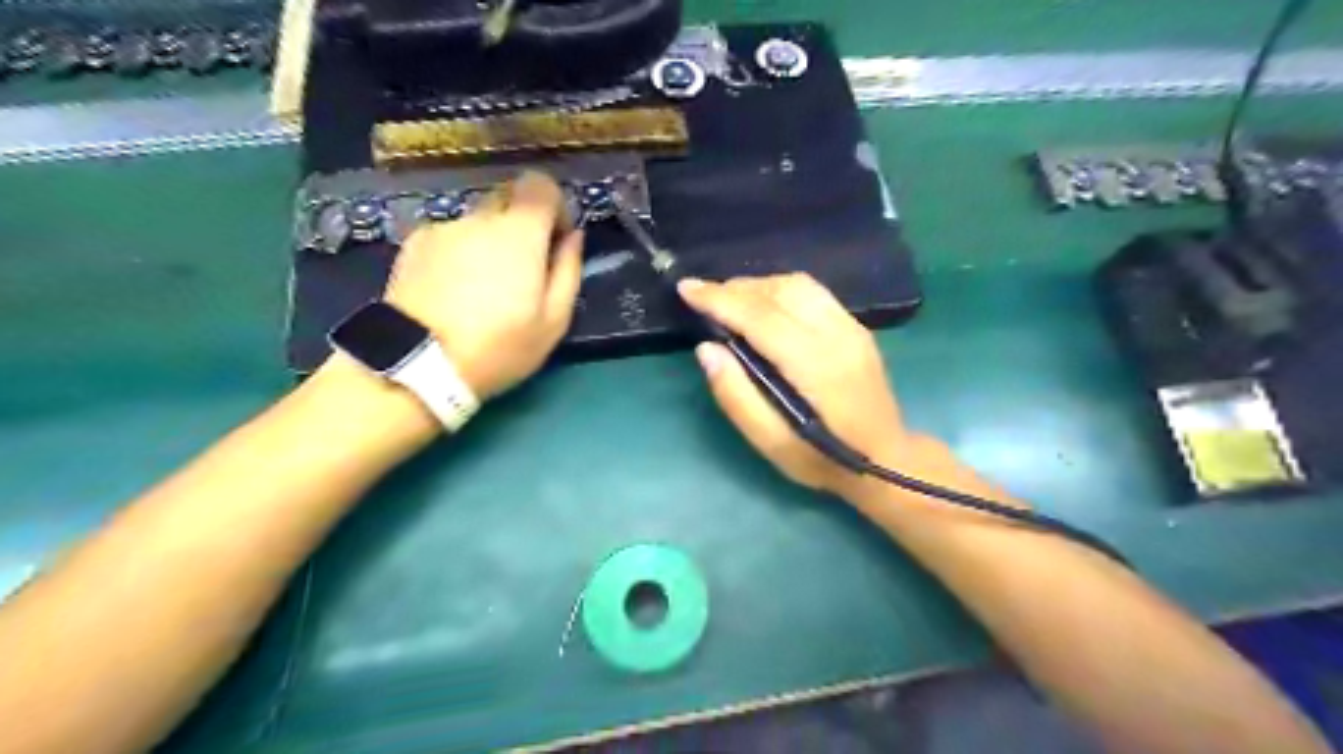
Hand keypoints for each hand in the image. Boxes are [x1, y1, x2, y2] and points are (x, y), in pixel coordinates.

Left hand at [383, 167, 582, 397]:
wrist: (417, 364)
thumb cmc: (498, 347)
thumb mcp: (553, 321)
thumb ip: (568, 270)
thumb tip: (573, 236)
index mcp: (519, 233)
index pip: (541, 184)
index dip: (555, 205)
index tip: (556, 239)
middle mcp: (479, 218)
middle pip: (508, 197)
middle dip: (523, 223)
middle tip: (523, 268)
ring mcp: (443, 228)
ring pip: (478, 220)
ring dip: (490, 240)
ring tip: (484, 288)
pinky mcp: (414, 243)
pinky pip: (450, 236)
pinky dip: (460, 252)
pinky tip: (453, 290)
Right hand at [684, 275, 936, 498]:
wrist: (887, 461)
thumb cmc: (822, 460)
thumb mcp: (771, 444)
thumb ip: (736, 396)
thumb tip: (707, 348)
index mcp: (815, 366)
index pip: (761, 317)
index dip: (720, 299)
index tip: (686, 289)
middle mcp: (837, 335)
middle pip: (780, 291)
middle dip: (735, 288)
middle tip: (703, 298)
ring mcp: (852, 327)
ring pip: (798, 284)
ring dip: (757, 286)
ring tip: (729, 300)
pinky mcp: (856, 327)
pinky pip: (812, 292)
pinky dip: (779, 290)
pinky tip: (764, 307)